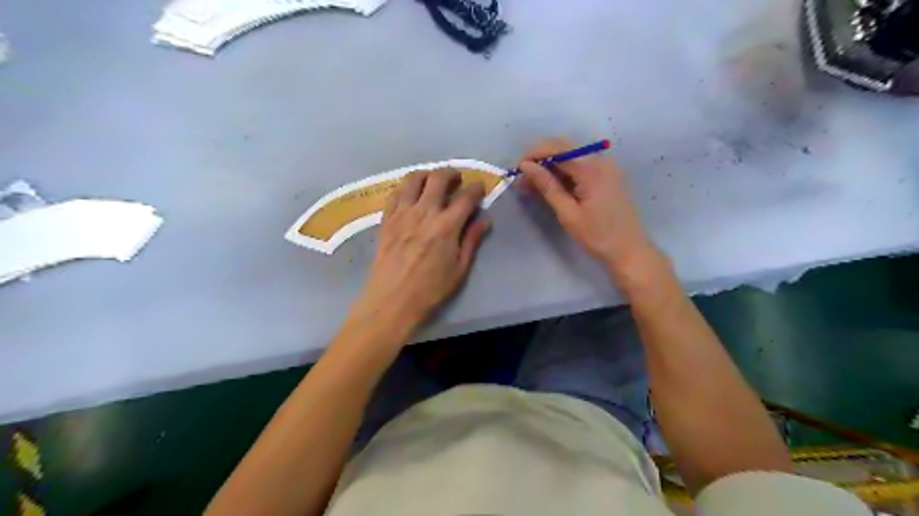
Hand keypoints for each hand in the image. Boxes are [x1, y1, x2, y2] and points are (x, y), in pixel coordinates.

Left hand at [353, 169, 494, 330]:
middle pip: (438, 178)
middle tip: (457, 179)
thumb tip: (485, 220)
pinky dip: (406, 188)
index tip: (480, 187)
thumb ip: (472, 241)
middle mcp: (424, 212)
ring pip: (413, 179)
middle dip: (451, 173)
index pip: (465, 197)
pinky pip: (395, 193)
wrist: (392, 300)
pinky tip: (411, 195)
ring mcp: (402, 213)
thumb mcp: (459, 269)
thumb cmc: (431, 289)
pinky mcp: (386, 219)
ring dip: (426, 174)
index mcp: (446, 226)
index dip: (476, 188)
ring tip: (432, 181)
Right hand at [516, 137, 659, 274]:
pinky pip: (580, 166)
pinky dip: (563, 173)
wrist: (629, 250)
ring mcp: (605, 167)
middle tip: (522, 177)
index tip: (516, 168)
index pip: (557, 149)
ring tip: (531, 184)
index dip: (534, 154)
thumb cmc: (597, 236)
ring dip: (550, 166)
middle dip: (540, 158)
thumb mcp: (568, 213)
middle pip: (564, 148)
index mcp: (592, 169)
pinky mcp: (606, 176)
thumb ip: (547, 186)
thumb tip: (526, 166)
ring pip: (571, 156)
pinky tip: (549, 186)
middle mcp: (600, 160)